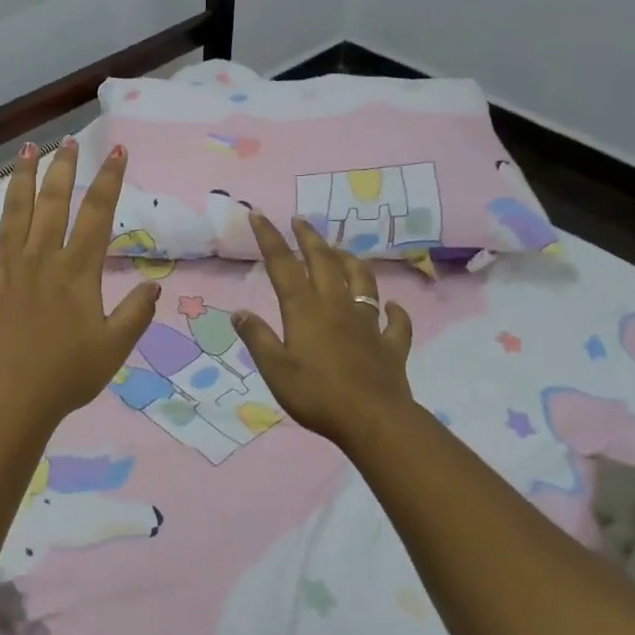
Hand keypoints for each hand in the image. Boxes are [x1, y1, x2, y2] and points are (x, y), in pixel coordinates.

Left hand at [0, 138, 159, 435]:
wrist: (9, 404)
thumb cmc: (65, 377)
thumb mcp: (114, 348)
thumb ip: (136, 313)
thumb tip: (153, 284)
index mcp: (77, 272)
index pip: (97, 215)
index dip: (108, 180)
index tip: (116, 151)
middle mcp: (41, 259)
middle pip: (53, 203)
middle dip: (63, 168)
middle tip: (67, 141)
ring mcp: (5, 269)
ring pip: (13, 213)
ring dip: (20, 179)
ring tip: (26, 149)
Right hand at [234, 213, 415, 448]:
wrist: (374, 420)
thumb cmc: (317, 395)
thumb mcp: (275, 370)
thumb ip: (258, 338)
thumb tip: (239, 312)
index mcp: (305, 309)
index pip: (283, 265)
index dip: (270, 238)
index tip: (259, 214)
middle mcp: (336, 306)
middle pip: (323, 262)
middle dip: (310, 238)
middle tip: (300, 220)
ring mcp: (367, 323)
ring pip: (362, 281)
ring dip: (350, 262)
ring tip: (341, 252)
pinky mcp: (390, 345)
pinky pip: (395, 322)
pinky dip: (394, 312)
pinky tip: (392, 307)